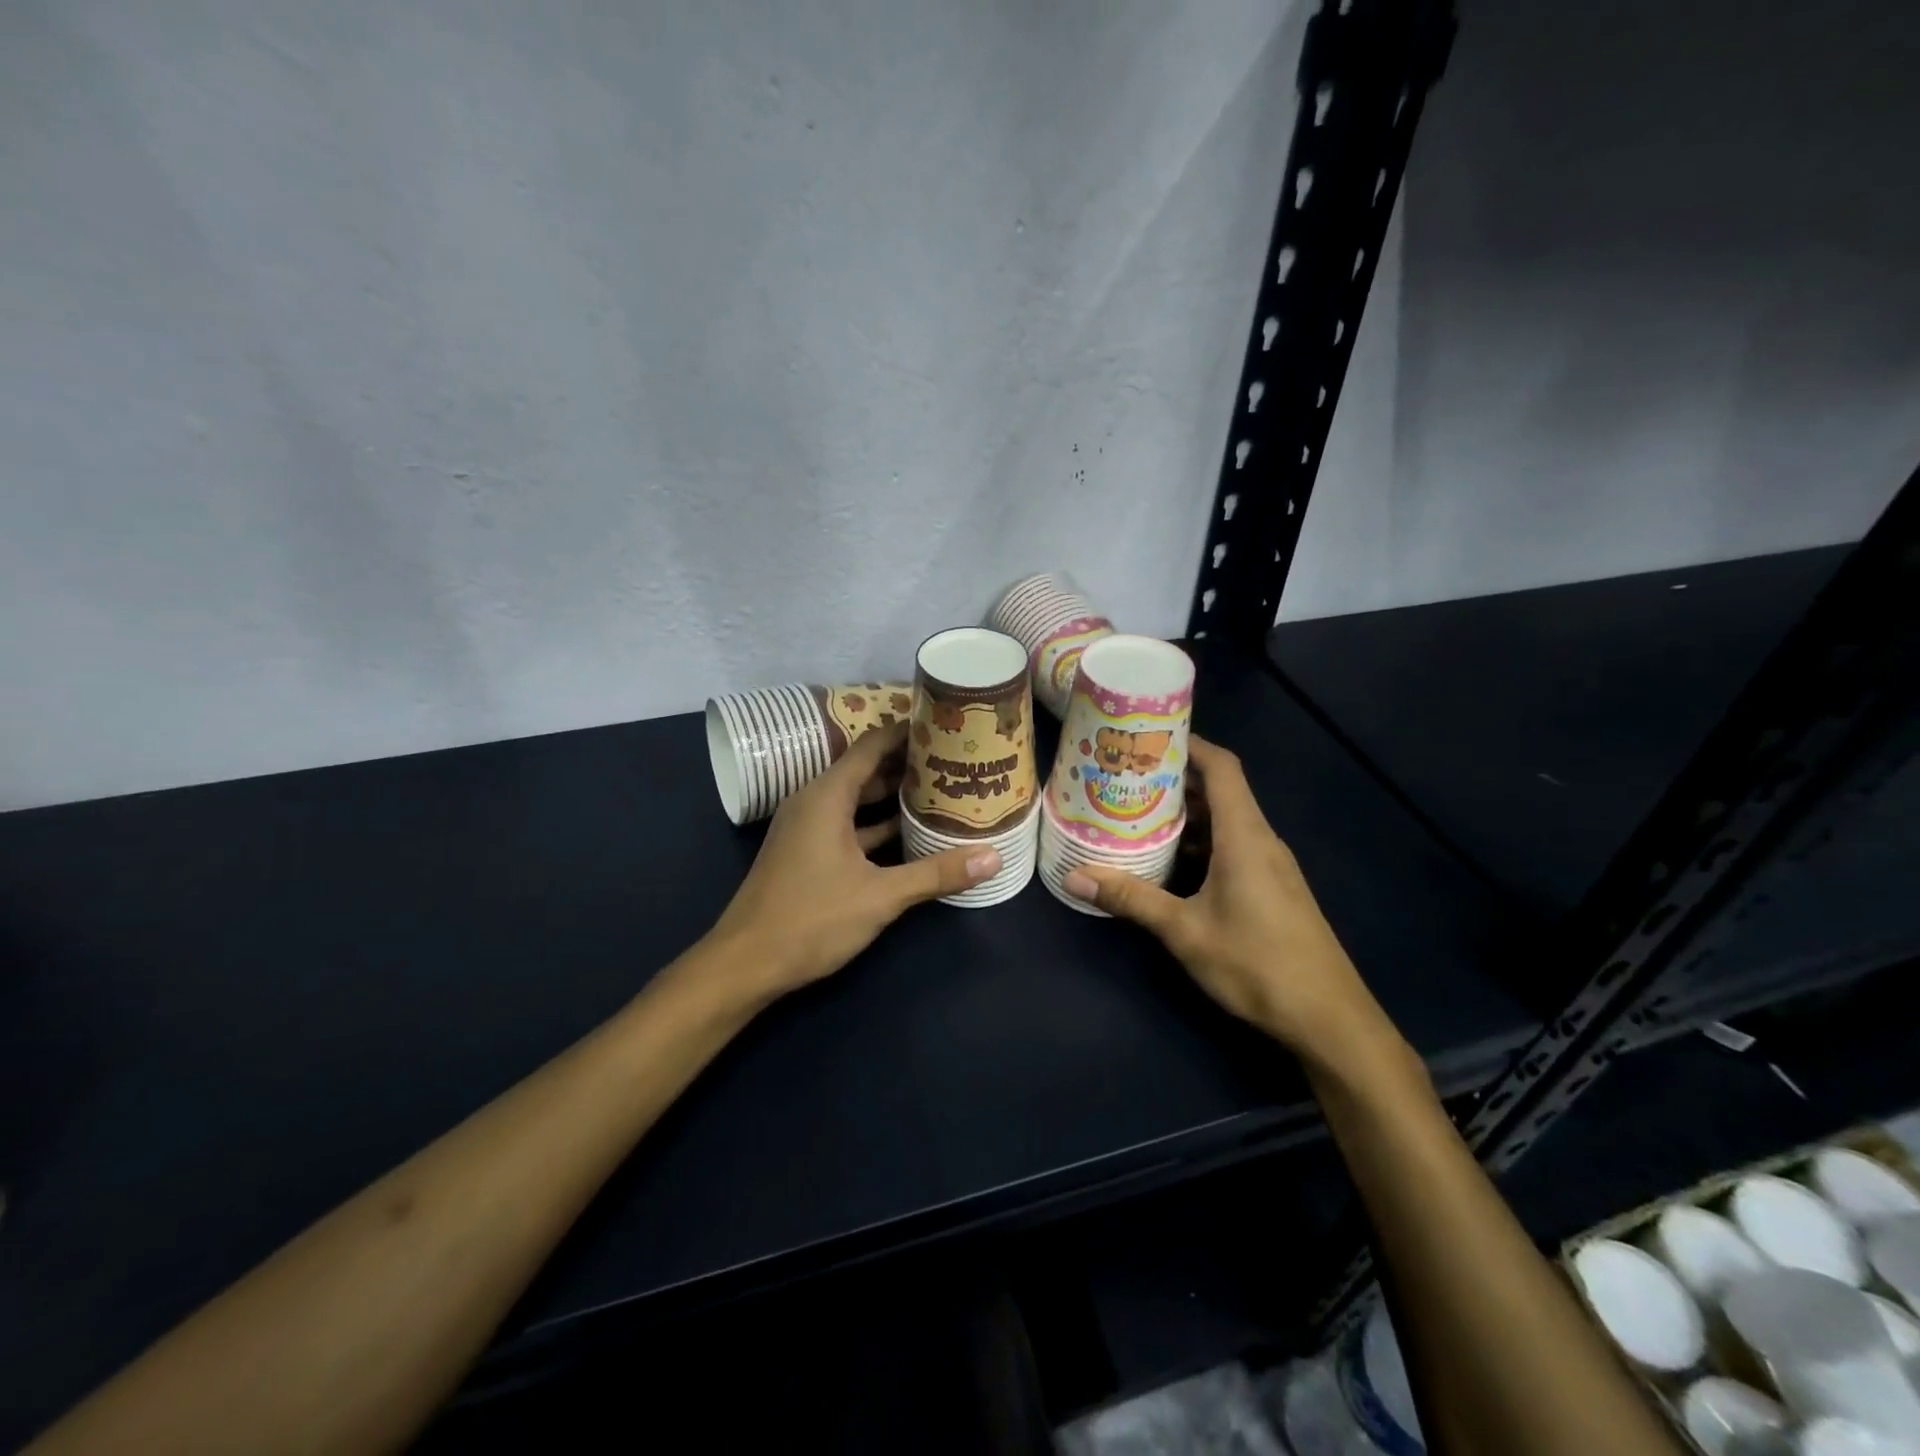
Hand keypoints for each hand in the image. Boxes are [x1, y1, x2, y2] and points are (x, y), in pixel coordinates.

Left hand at [708, 721, 1001, 999]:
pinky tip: (911, 835)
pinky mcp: (807, 852)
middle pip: (867, 769)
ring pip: (858, 800)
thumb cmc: (811, 919)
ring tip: (942, 791)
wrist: (745, 964)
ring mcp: (808, 828)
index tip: (945, 726)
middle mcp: (815, 802)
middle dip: (908, 765)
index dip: (907, 732)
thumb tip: (993, 858)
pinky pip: (848, 825)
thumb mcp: (881, 896)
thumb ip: (936, 873)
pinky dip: (877, 825)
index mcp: (827, 796)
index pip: (872, 744)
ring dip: (894, 797)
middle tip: (955, 761)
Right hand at [1062, 737, 1393, 1062]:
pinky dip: (1200, 843)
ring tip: (1137, 812)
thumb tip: (1075, 877)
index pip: (1222, 768)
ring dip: (1186, 815)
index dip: (1190, 744)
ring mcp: (1270, 866)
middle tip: (1126, 777)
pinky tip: (1168, 862)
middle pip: (1220, 791)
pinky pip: (1233, 847)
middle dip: (1175, 779)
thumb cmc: (1257, 964)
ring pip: (1225, 822)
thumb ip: (1131, 899)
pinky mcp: (1272, 888)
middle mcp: (1261, 840)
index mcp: (1245, 836)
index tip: (1150, 736)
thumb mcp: (1185, 931)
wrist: (1329, 1019)